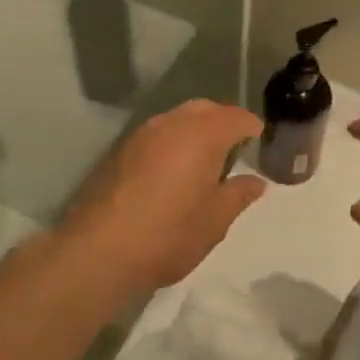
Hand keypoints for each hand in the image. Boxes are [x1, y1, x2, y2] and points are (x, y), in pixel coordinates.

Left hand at [61, 100, 267, 294]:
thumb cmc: (169, 234)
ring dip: (194, 130)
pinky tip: (173, 170)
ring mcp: (140, 136)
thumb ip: (238, 195)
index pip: (235, 117)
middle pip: (204, 109)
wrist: (99, 250)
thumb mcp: (215, 220)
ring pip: (176, 119)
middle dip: (222, 121)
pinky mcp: (118, 152)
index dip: (251, 126)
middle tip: (235, 145)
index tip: (260, 139)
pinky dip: (171, 142)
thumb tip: (256, 182)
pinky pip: (155, 135)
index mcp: (202, 135)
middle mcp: (170, 124)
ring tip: (205, 159)